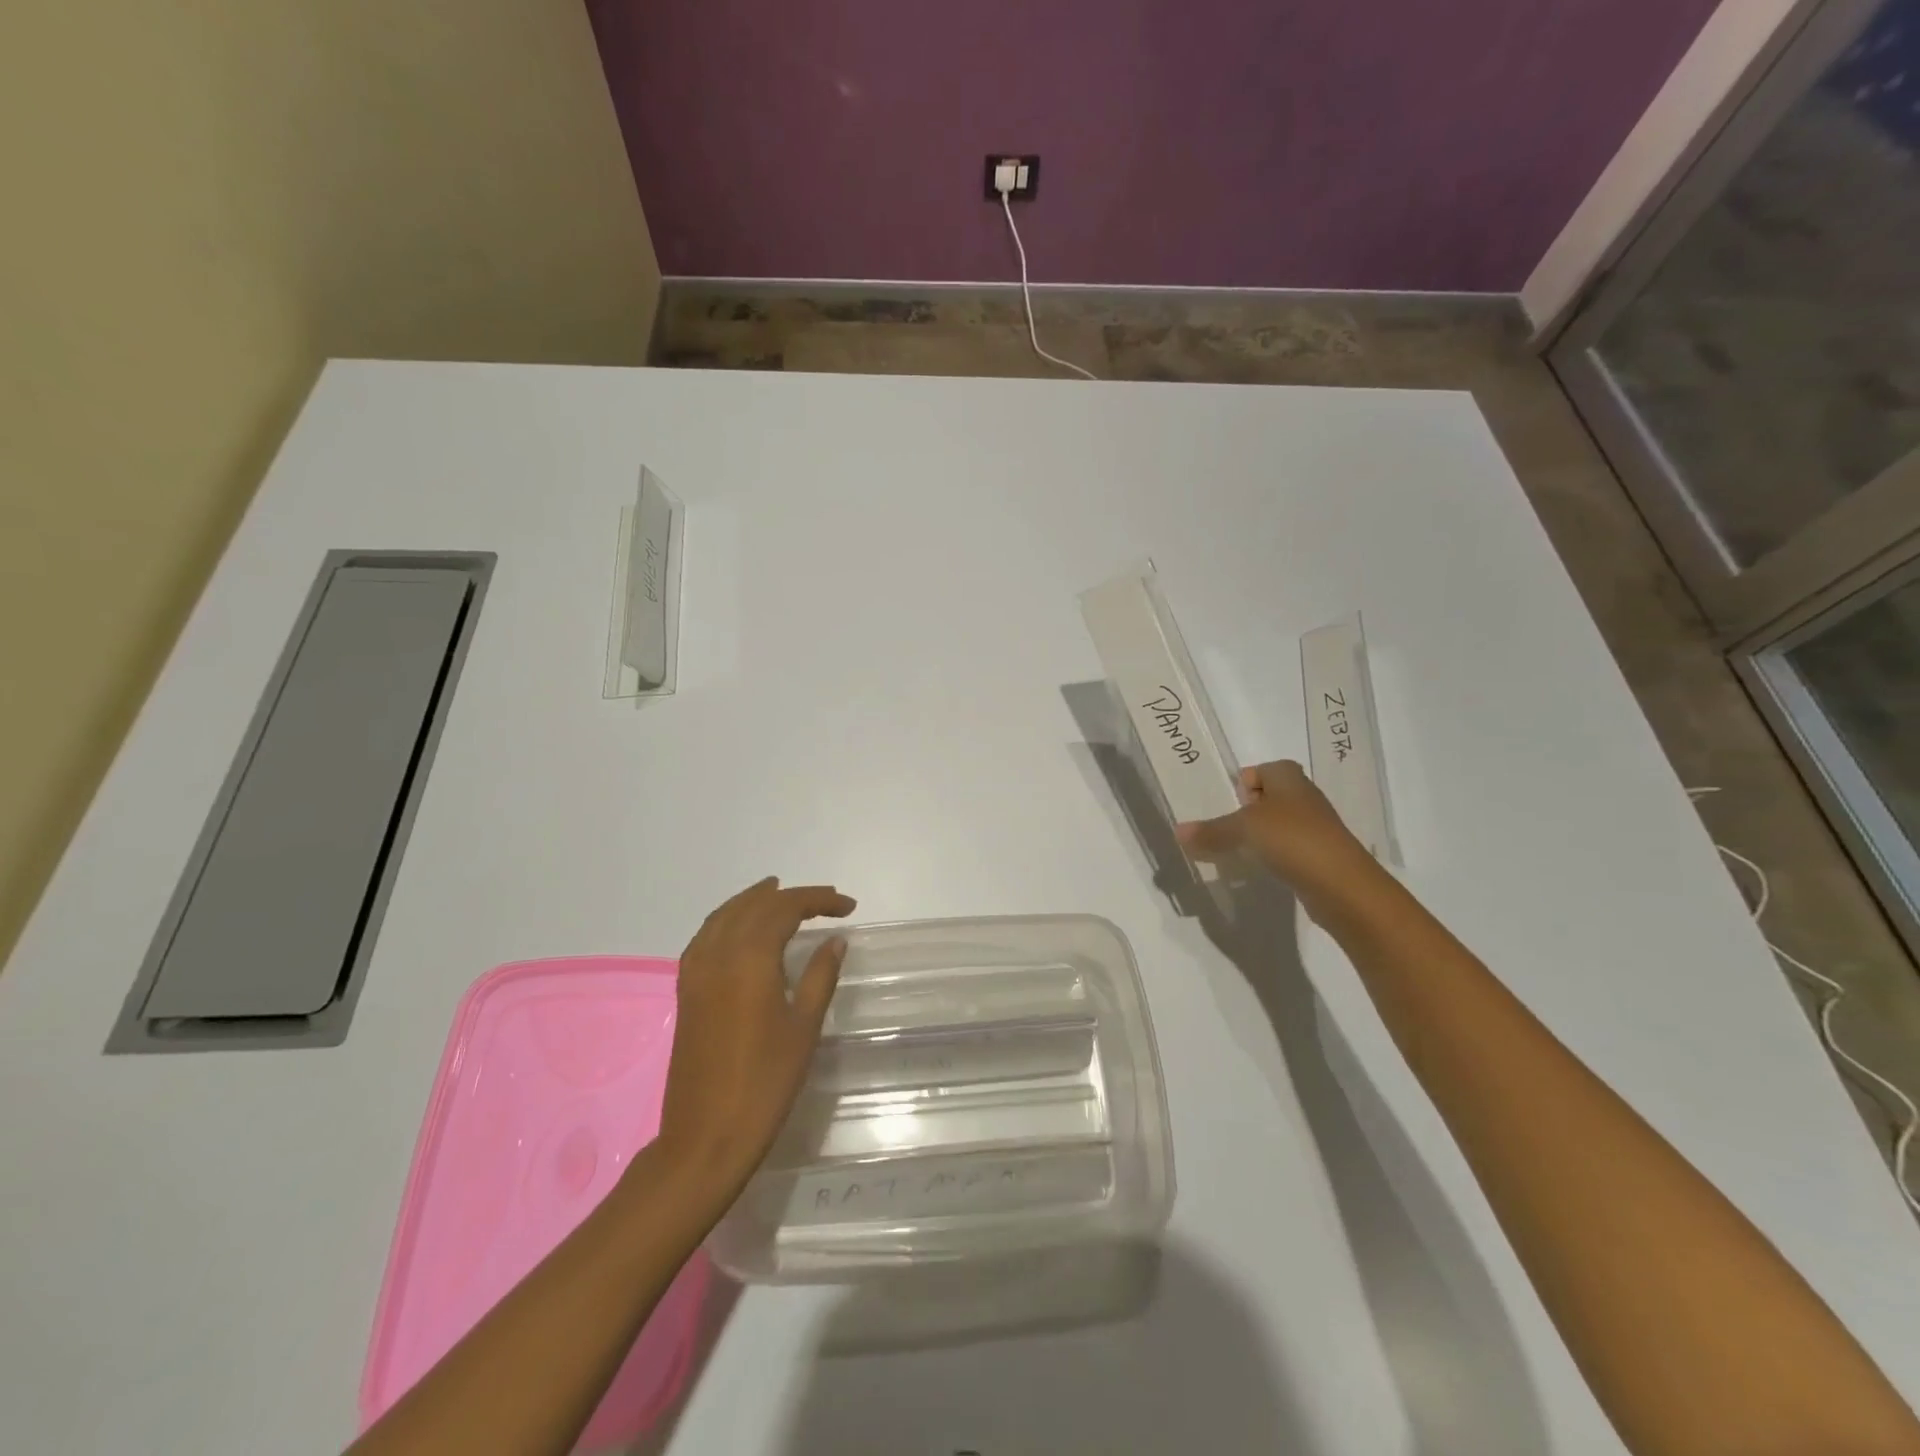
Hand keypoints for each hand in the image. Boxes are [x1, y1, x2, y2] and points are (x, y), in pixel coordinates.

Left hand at [655, 878, 855, 1194]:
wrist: (706, 1137)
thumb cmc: (765, 1083)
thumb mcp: (803, 1027)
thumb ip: (819, 975)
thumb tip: (835, 939)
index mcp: (749, 960)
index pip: (784, 909)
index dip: (818, 900)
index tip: (848, 906)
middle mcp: (718, 955)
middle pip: (754, 906)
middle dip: (790, 896)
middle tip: (824, 900)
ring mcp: (696, 973)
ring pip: (724, 916)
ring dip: (753, 901)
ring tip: (777, 893)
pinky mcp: (686, 992)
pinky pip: (705, 937)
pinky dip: (727, 921)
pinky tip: (739, 929)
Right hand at [1176, 760, 1373, 891]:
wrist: (1343, 885)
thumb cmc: (1292, 839)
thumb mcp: (1243, 830)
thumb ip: (1211, 830)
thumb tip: (1178, 831)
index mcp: (1288, 778)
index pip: (1261, 769)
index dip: (1242, 782)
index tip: (1223, 802)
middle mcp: (1304, 797)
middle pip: (1268, 797)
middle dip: (1244, 811)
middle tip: (1221, 828)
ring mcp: (1314, 828)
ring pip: (1277, 825)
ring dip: (1257, 836)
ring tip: (1233, 852)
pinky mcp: (1318, 856)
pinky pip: (1287, 849)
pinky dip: (1271, 857)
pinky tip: (1257, 871)